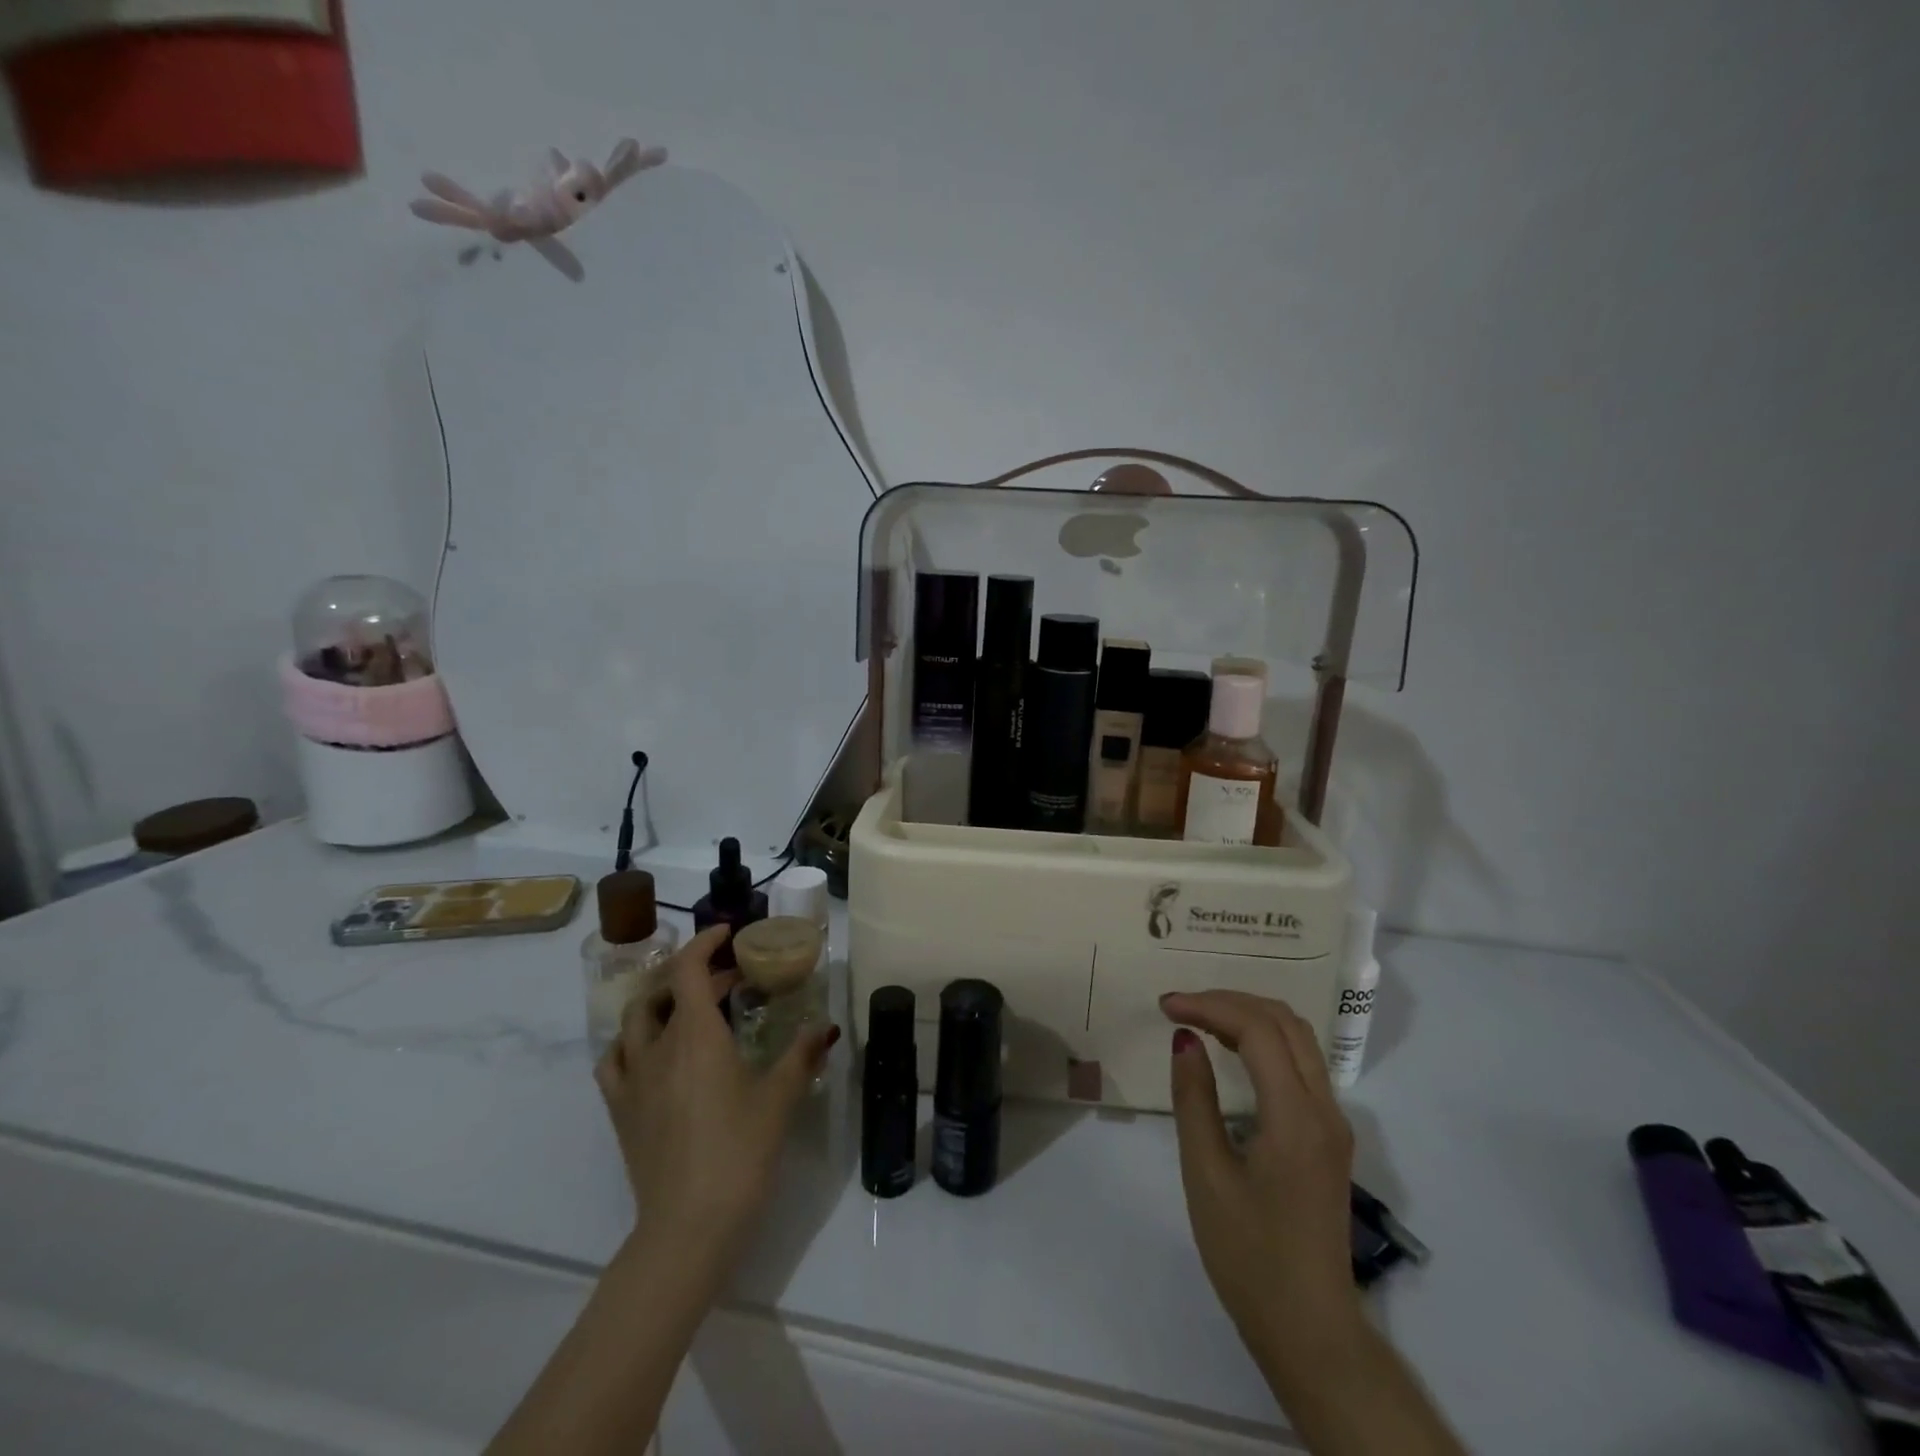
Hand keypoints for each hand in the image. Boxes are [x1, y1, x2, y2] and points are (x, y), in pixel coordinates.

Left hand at [594, 925, 837, 1272]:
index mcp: (697, 1035)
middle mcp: (658, 1047)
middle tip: (730, 979)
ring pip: (633, 1020)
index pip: (688, 969)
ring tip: (687, 1007)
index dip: (704, 942)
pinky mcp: (620, 1110)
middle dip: (695, 972)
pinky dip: (630, 1042)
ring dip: (660, 1000)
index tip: (727, 932)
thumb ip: (803, 1054)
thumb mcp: (781, 1098)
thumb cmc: (740, 1151)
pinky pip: (614, 1060)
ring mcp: (633, 1079)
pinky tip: (650, 1052)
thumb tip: (827, 1026)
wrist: (689, 1225)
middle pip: (664, 989)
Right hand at [1161, 990, 1359, 1365]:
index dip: (1209, 1005)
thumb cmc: (1248, 1254)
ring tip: (1199, 1020)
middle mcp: (1324, 1110)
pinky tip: (1230, 1052)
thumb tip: (1184, 1039)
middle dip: (1230, 1001)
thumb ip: (1193, 1099)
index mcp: (1296, 1117)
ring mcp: (1332, 1123)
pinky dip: (1264, 1041)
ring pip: (1298, 1038)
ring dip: (1249, 1017)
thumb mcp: (1206, 1174)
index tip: (1165, 1006)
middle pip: (1285, 1022)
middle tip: (1180, 1006)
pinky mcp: (1328, 1137)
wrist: (1308, 1328)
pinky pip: (1300, 1064)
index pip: (1258, 1030)